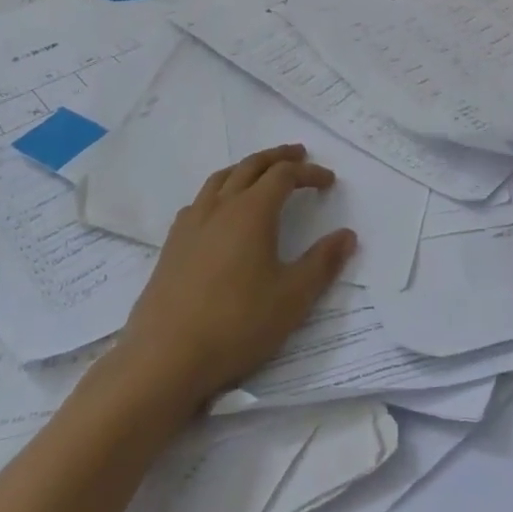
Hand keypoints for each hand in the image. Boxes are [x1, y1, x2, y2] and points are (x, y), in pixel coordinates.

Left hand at [115, 144, 356, 406]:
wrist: (165, 357)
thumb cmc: (236, 324)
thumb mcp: (292, 298)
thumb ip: (322, 263)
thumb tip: (347, 235)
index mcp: (252, 211)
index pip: (284, 175)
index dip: (309, 173)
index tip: (328, 181)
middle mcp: (220, 206)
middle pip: (251, 166)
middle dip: (277, 157)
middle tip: (298, 154)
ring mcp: (191, 223)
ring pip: (221, 178)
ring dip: (246, 168)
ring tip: (260, 173)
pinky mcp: (172, 244)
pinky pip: (200, 200)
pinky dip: (220, 190)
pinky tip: (220, 211)